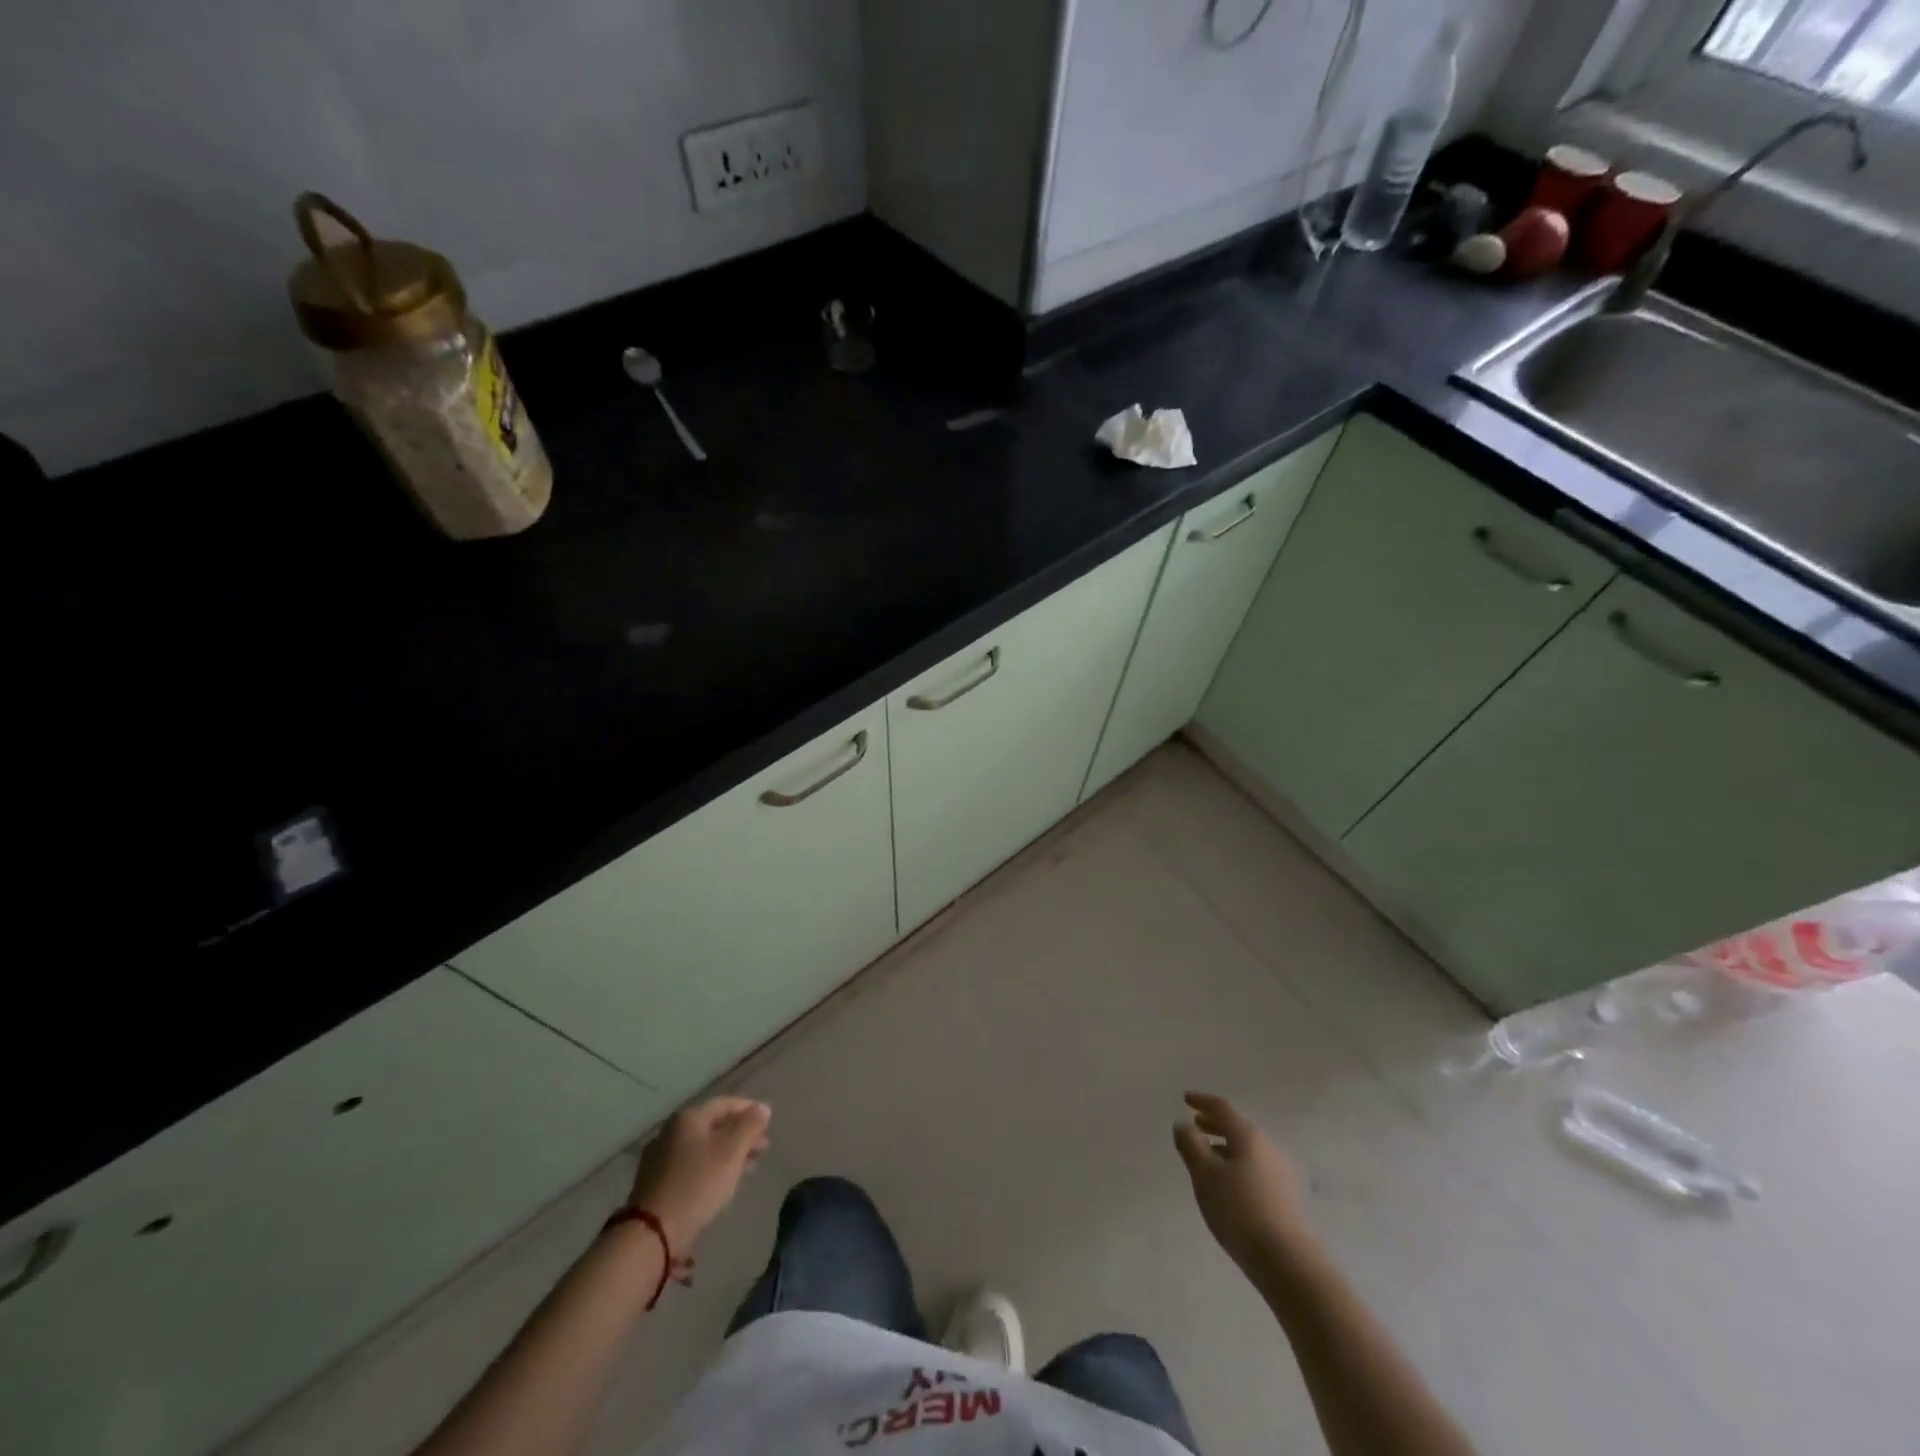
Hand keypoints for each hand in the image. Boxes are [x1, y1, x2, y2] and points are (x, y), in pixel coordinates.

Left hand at [629, 1096, 770, 1252]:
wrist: (650, 1234)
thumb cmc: (697, 1185)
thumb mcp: (731, 1153)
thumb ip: (750, 1126)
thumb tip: (762, 1108)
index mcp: (687, 1118)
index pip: (724, 1104)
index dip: (749, 1110)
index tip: (768, 1121)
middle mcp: (670, 1132)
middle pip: (713, 1126)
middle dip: (740, 1135)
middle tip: (762, 1147)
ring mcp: (659, 1158)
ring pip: (702, 1147)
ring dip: (727, 1153)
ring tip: (748, 1166)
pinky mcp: (654, 1183)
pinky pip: (690, 1166)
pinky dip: (710, 1167)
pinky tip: (721, 1182)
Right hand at [1174, 1091, 1313, 1277]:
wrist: (1286, 1261)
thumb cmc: (1239, 1211)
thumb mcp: (1204, 1175)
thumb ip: (1190, 1145)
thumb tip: (1183, 1125)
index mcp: (1248, 1136)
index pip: (1222, 1108)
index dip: (1202, 1101)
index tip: (1186, 1099)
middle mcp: (1268, 1147)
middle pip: (1237, 1127)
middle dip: (1214, 1124)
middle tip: (1196, 1125)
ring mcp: (1281, 1172)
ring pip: (1247, 1148)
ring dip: (1226, 1146)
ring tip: (1208, 1156)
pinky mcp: (1286, 1196)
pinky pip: (1256, 1167)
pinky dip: (1238, 1163)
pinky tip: (1229, 1183)